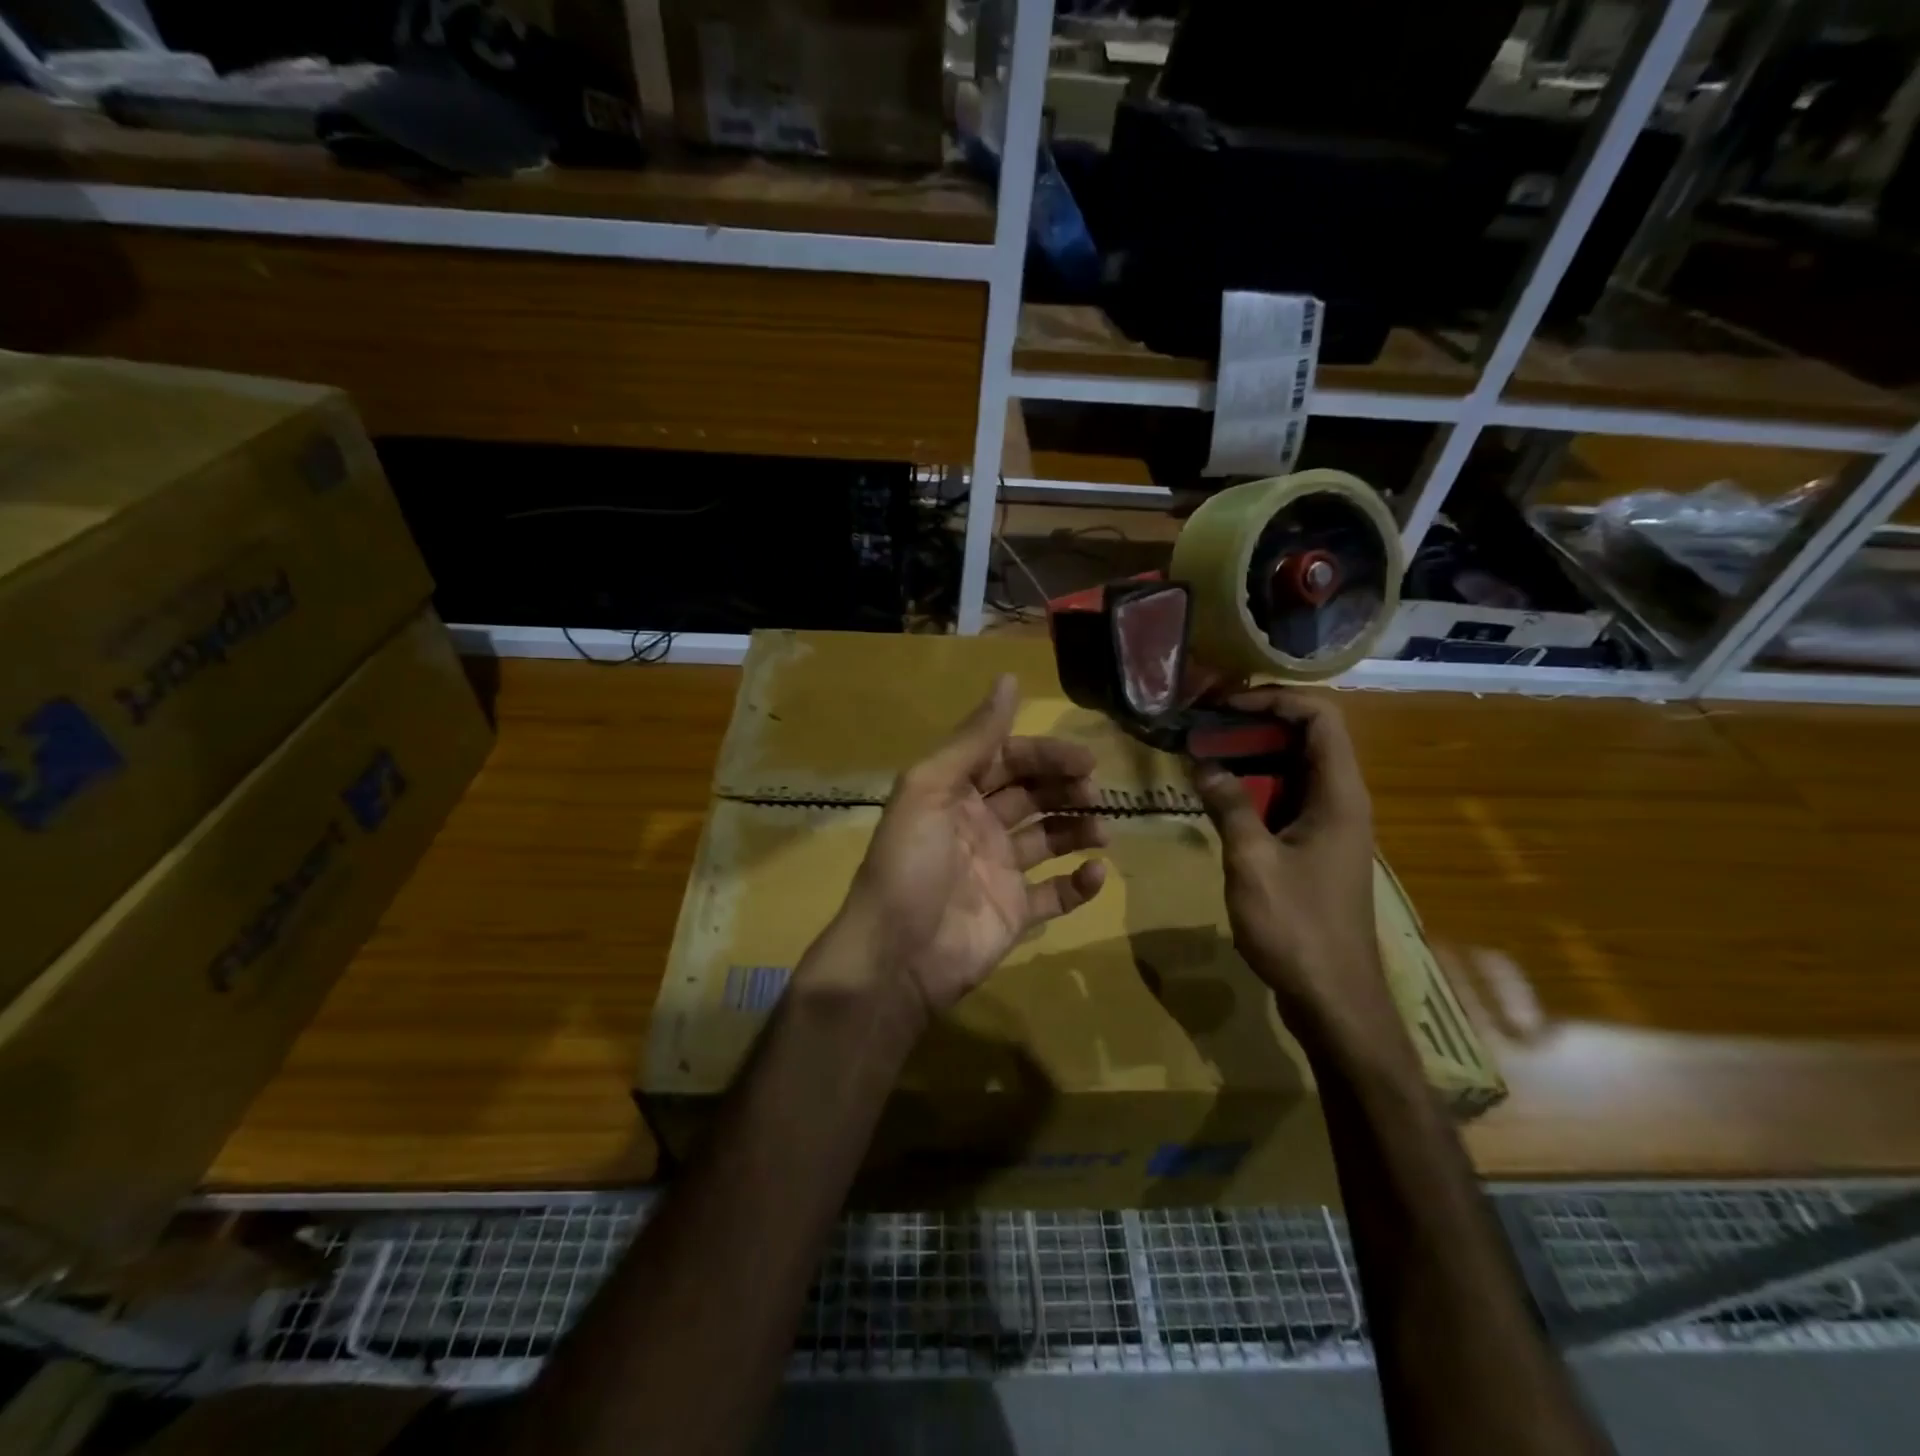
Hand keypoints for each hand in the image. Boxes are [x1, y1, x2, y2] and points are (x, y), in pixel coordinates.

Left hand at [828, 674, 1108, 1024]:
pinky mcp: (1013, 913)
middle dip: (1065, 788)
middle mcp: (977, 826)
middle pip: (1032, 795)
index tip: (1085, 760)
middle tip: (1095, 793)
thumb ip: (973, 738)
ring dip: (1078, 829)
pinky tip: (1095, 874)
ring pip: (1048, 839)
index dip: (1045, 755)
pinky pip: (1054, 894)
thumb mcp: (931, 788)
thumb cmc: (910, 863)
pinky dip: (1078, 884)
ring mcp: (997, 871)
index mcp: (954, 793)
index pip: (1008, 760)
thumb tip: (1008, 678)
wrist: (897, 956)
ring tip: (1102, 831)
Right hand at [1189, 689, 1386, 1028]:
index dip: (1274, 700)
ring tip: (1202, 753)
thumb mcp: (1252, 862)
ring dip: (1250, 756)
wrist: (1334, 999)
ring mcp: (1330, 826)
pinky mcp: (1314, 849)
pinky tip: (1217, 797)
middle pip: (1306, 737)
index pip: (1320, 717)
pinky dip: (1253, 788)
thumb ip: (1229, 805)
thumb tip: (1204, 763)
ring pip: (1293, 769)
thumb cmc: (1297, 928)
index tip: (1224, 706)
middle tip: (1202, 726)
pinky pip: (1286, 800)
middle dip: (1254, 724)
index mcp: (1339, 795)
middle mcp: (1341, 801)